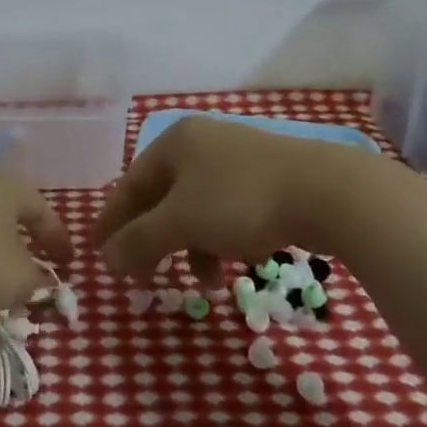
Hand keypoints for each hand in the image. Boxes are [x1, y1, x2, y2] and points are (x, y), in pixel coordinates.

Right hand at [93, 115, 369, 283]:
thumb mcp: (181, 223)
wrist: (329, 193)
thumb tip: (106, 258)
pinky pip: (230, 212)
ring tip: (205, 284)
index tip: (97, 251)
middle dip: (155, 241)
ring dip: (194, 248)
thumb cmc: (240, 201)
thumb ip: (139, 240)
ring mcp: (238, 159)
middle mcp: (203, 144)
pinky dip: (224, 239)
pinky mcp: (270, 179)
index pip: (130, 184)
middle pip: (163, 198)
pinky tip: (238, 261)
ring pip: (199, 208)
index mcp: (175, 142)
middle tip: (144, 276)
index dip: (112, 220)